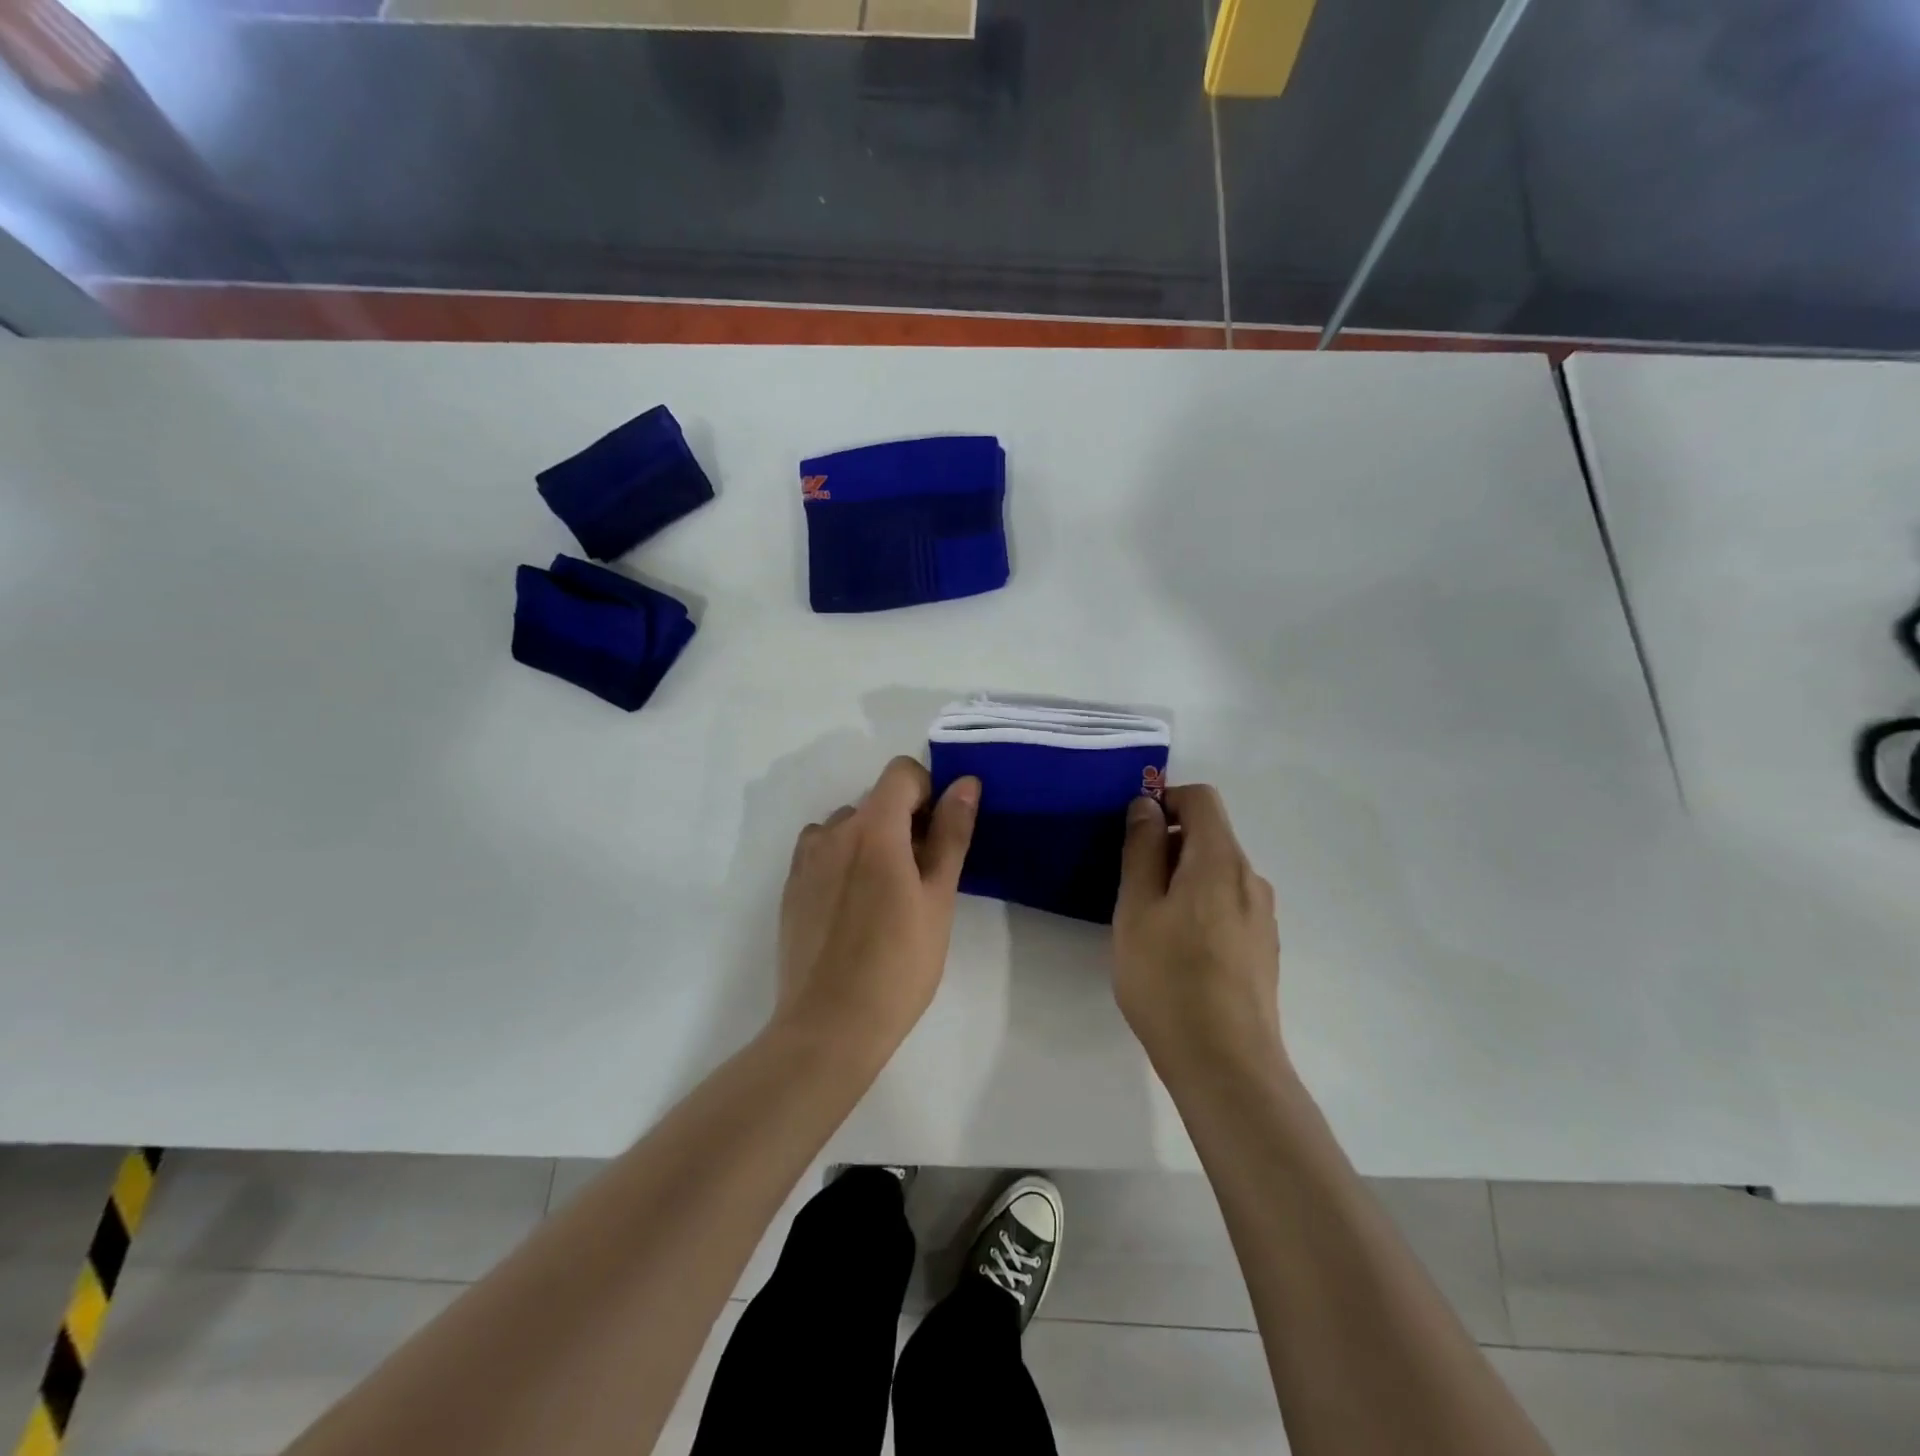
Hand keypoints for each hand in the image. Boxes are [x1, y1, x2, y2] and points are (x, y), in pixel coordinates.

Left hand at [774, 756, 979, 1058]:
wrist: (830, 1026)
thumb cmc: (898, 964)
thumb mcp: (938, 898)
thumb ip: (951, 834)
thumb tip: (965, 783)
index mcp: (873, 828)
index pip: (901, 773)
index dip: (927, 793)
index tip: (939, 836)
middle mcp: (832, 832)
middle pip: (875, 801)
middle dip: (904, 824)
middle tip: (921, 878)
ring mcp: (805, 859)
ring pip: (848, 827)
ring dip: (871, 842)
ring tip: (885, 897)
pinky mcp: (791, 887)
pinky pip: (823, 852)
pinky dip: (844, 861)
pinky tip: (854, 910)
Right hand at [1113, 784, 1282, 1071]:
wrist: (1226, 1064)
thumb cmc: (1168, 978)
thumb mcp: (1137, 908)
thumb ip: (1143, 849)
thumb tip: (1148, 806)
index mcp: (1220, 861)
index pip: (1201, 799)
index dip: (1165, 800)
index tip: (1135, 833)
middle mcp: (1250, 879)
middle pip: (1210, 836)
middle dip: (1169, 846)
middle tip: (1132, 889)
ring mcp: (1263, 916)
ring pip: (1217, 873)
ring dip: (1182, 880)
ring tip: (1152, 925)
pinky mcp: (1264, 947)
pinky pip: (1228, 905)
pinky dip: (1200, 907)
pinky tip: (1180, 952)